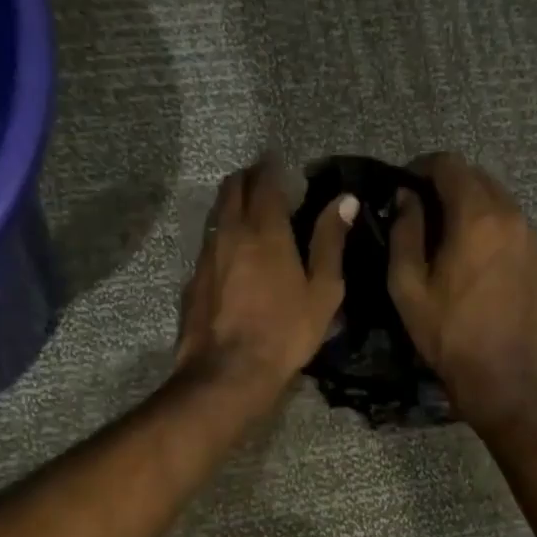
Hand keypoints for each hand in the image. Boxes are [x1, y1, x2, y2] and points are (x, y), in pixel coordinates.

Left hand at [176, 154, 356, 411]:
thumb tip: (344, 200)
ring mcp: (205, 256)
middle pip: (232, 188)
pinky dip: (222, 237)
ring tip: (250, 216)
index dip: (272, 167)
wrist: (228, 372)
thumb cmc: (285, 332)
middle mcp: (229, 232)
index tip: (281, 164)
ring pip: (216, 215)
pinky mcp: (192, 280)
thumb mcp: (323, 290)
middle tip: (265, 183)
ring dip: (232, 205)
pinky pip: (208, 245)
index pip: (264, 180)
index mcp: (264, 230)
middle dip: (248, 178)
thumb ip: (330, 242)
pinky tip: (233, 257)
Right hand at [388, 152, 536, 426]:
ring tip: (450, 238)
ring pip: (500, 203)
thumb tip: (406, 197)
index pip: (450, 165)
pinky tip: (478, 262)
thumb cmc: (447, 334)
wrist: (501, 379)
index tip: (405, 186)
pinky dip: (493, 231)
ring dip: (473, 208)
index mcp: (476, 217)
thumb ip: (405, 232)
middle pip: (478, 178)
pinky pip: (515, 230)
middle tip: (424, 212)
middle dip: (448, 186)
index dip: (422, 168)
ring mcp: (534, 239)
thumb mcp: (407, 286)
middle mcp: (512, 216)